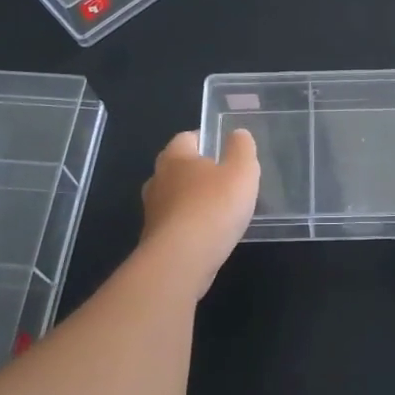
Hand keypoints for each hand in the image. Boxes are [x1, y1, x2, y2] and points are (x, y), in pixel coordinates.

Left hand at [139, 129, 259, 293]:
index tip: (222, 148)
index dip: (204, 140)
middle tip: (221, 178)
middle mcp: (158, 180)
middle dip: (196, 171)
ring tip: (217, 209)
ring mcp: (152, 212)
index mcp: (176, 157)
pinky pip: (174, 224)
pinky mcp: (154, 240)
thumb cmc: (213, 207)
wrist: (181, 260)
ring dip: (190, 200)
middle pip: (176, 168)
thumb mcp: (241, 172)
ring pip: (173, 197)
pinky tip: (207, 235)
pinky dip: (188, 225)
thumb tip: (238, 134)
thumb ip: (241, 149)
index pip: (186, 138)